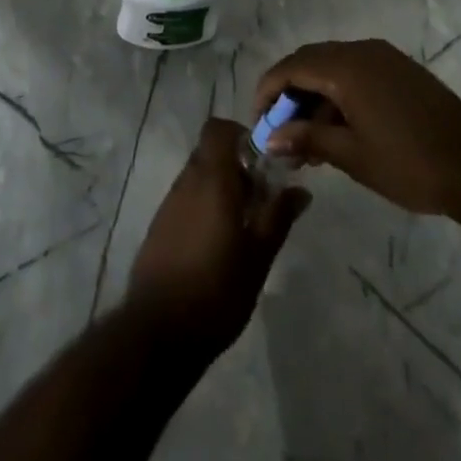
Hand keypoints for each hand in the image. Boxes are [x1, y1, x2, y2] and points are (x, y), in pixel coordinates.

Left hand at [127, 119, 309, 353]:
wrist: (159, 331)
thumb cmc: (217, 290)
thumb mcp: (258, 256)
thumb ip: (278, 217)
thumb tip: (301, 190)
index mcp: (211, 179)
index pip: (217, 129)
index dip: (240, 136)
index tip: (261, 162)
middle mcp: (186, 182)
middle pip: (210, 153)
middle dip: (236, 167)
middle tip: (260, 199)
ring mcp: (169, 204)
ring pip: (198, 177)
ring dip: (220, 189)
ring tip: (243, 227)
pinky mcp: (159, 227)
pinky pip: (185, 200)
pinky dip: (203, 207)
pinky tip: (217, 244)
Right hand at [254, 39, 460, 218]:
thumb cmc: (410, 163)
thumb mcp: (352, 156)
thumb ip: (307, 139)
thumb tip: (270, 138)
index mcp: (346, 67)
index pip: (291, 67)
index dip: (268, 91)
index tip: (258, 123)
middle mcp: (362, 51)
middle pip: (310, 62)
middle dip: (289, 95)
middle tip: (280, 133)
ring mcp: (384, 58)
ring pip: (333, 68)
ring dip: (314, 97)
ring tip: (308, 142)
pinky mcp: (400, 70)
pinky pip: (355, 72)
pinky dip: (338, 95)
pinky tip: (338, 130)